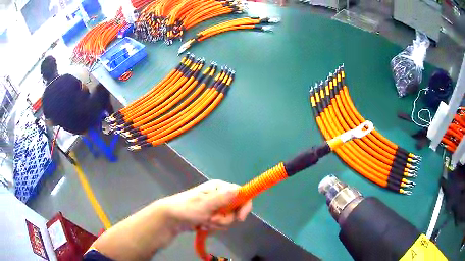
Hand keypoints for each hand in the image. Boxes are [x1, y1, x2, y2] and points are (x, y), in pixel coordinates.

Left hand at [160, 180, 251, 231]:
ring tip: (203, 222)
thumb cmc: (187, 209)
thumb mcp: (205, 203)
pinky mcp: (212, 216)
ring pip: (228, 219)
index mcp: (220, 188)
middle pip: (236, 210)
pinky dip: (212, 227)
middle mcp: (220, 196)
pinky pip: (220, 224)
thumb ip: (223, 198)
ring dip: (217, 224)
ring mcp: (216, 207)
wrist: (171, 219)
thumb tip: (239, 189)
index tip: (239, 218)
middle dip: (224, 218)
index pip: (241, 194)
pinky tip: (202, 225)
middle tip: (211, 219)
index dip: (244, 206)